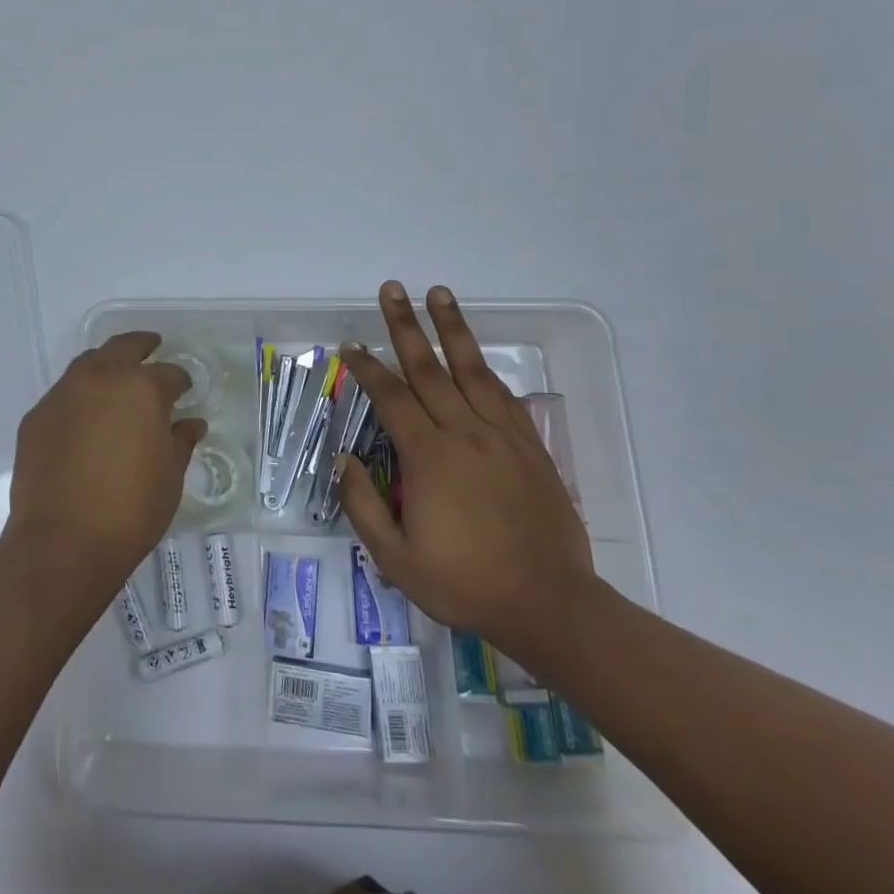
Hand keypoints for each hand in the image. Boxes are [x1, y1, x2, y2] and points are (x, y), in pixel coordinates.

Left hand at [5, 332, 205, 595]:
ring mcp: (63, 394)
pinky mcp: (36, 416)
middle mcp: (101, 379)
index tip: (185, 390)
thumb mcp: (170, 476)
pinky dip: (79, 397)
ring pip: (89, 363)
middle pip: (124, 347)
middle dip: (142, 345)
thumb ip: (180, 441)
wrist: (62, 542)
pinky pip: (64, 395)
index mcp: (141, 388)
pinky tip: (85, 419)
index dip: (181, 381)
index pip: (169, 373)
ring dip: (106, 365)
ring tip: (117, 379)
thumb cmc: (131, 510)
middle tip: (153, 347)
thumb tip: (191, 423)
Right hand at [338, 282, 597, 657]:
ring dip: (452, 328)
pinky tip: (478, 358)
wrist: (548, 604)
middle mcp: (465, 433)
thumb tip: (345, 459)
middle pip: (429, 368)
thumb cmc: (465, 583)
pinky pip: (505, 397)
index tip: (350, 346)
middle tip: (392, 289)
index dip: (367, 368)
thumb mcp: (396, 559)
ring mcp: (502, 436)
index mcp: (429, 457)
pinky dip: (487, 371)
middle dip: (405, 325)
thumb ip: (363, 505)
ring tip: (439, 294)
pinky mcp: (531, 447)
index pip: (391, 397)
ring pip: (472, 369)